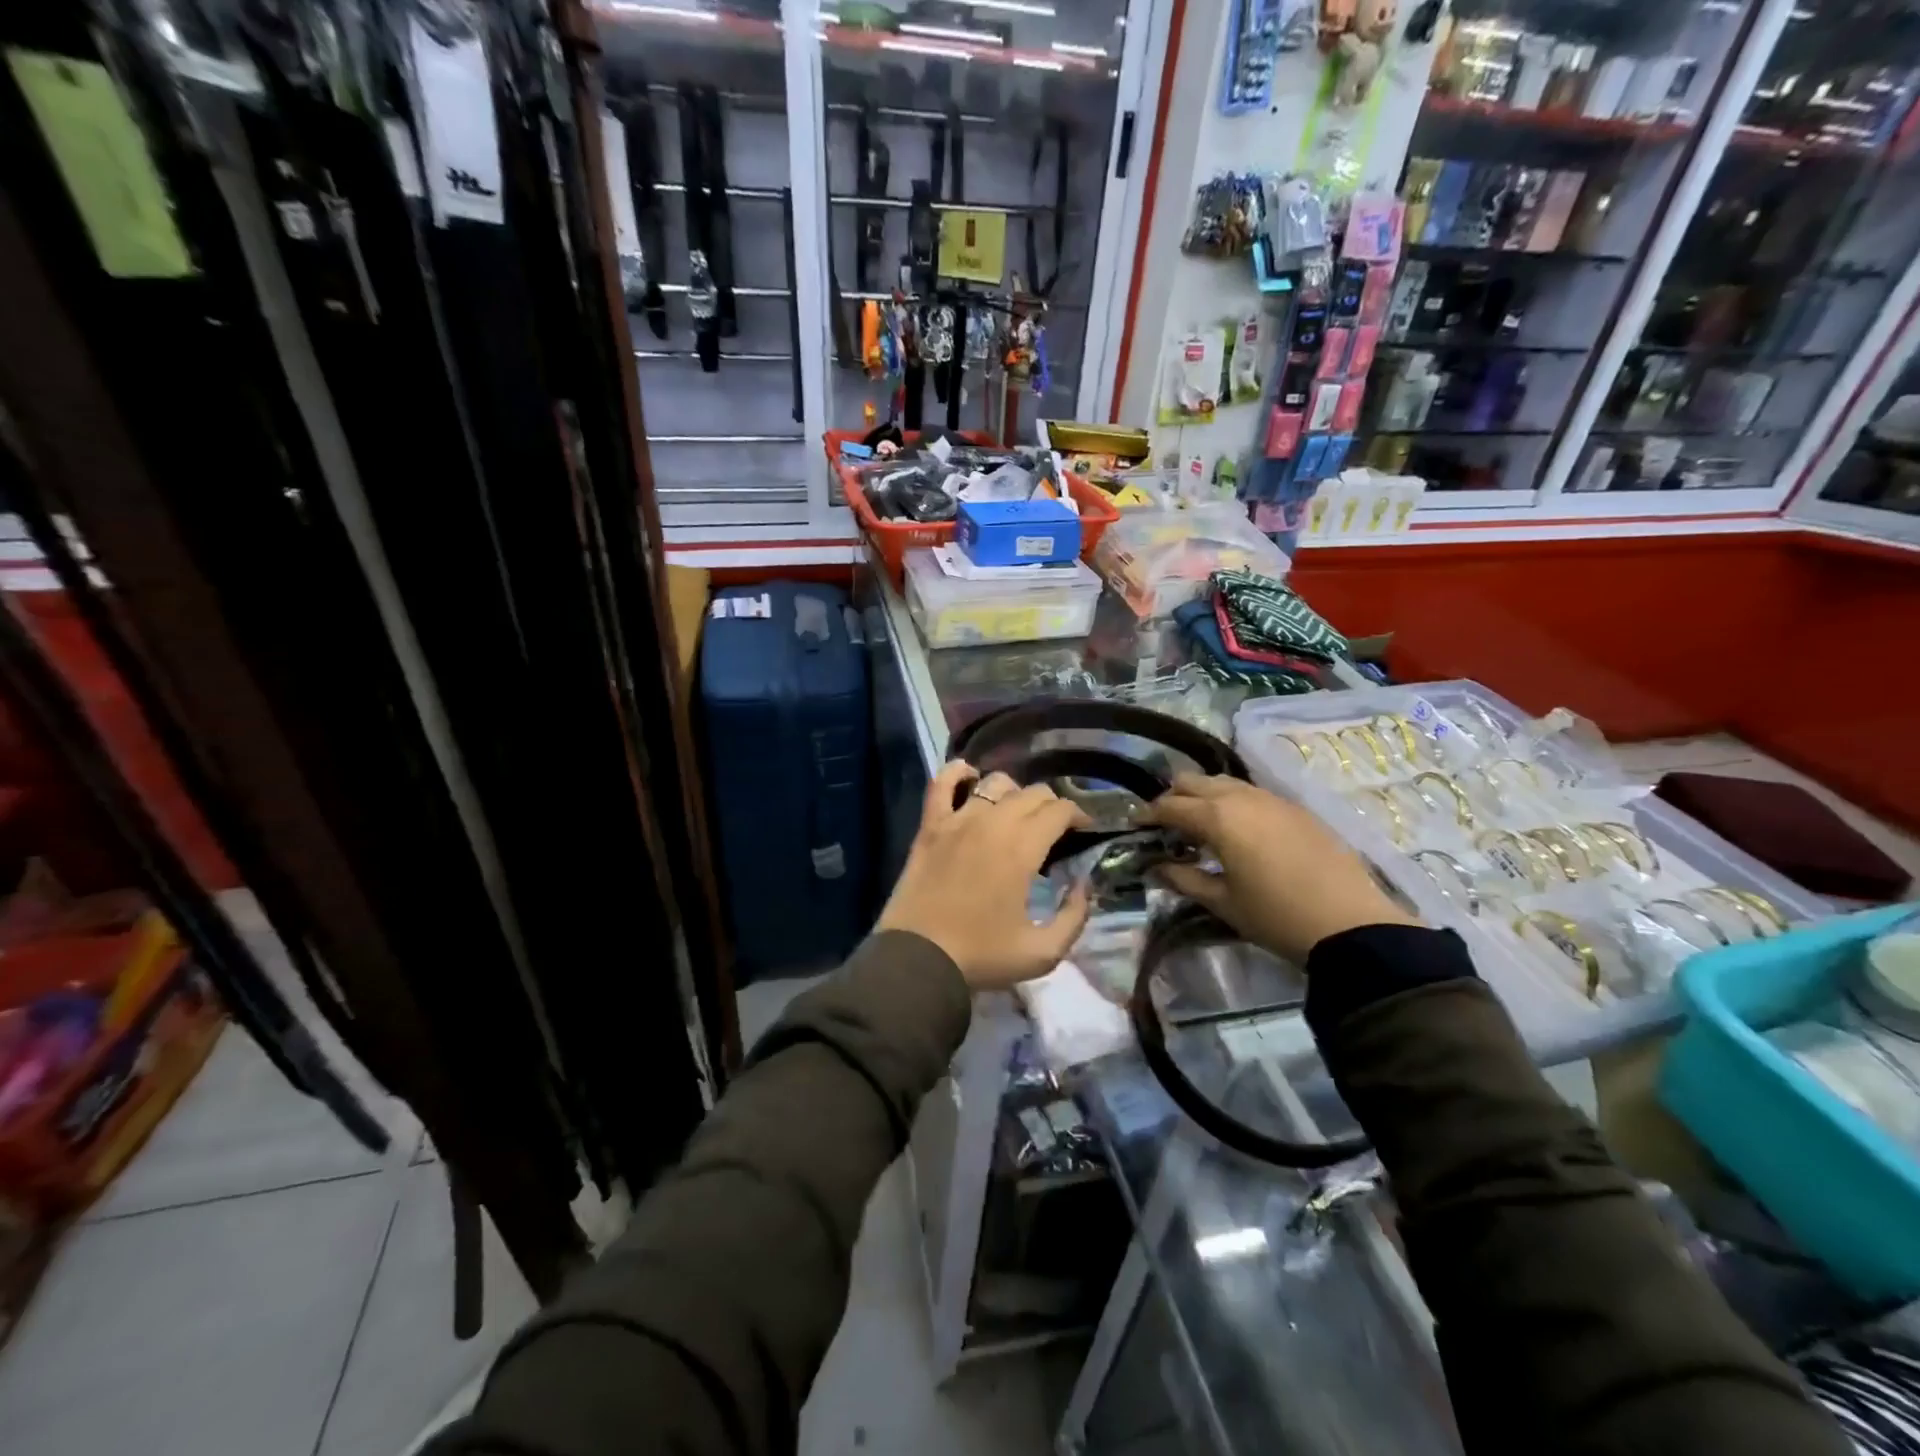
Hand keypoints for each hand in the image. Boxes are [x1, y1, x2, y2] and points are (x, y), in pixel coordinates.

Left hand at [876, 762, 1093, 990]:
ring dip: (1014, 792)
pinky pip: (941, 783)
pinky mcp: (930, 826)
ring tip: (1016, 813)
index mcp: (1022, 849)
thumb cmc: (981, 956)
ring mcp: (957, 820)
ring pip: (995, 783)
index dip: (1078, 815)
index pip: (1059, 810)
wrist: (918, 959)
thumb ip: (1074, 916)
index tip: (1082, 830)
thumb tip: (1082, 885)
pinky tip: (969, 776)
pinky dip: (957, 773)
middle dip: (1051, 805)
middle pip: (1032, 793)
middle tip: (1053, 829)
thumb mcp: (1043, 952)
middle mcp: (992, 823)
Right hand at [1142, 774, 1418, 963]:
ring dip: (1204, 796)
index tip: (1137, 825)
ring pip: (1225, 782)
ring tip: (1200, 824)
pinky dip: (1233, 802)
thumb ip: (1184, 879)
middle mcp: (1242, 798)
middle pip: (1195, 782)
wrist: (1351, 924)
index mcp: (1218, 818)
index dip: (1148, 814)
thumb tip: (1156, 867)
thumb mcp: (1223, 903)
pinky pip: (1252, 793)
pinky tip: (1237, 829)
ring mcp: (1272, 799)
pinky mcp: (1296, 808)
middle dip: (1174, 796)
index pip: (1170, 805)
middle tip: (1165, 823)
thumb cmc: (1276, 916)